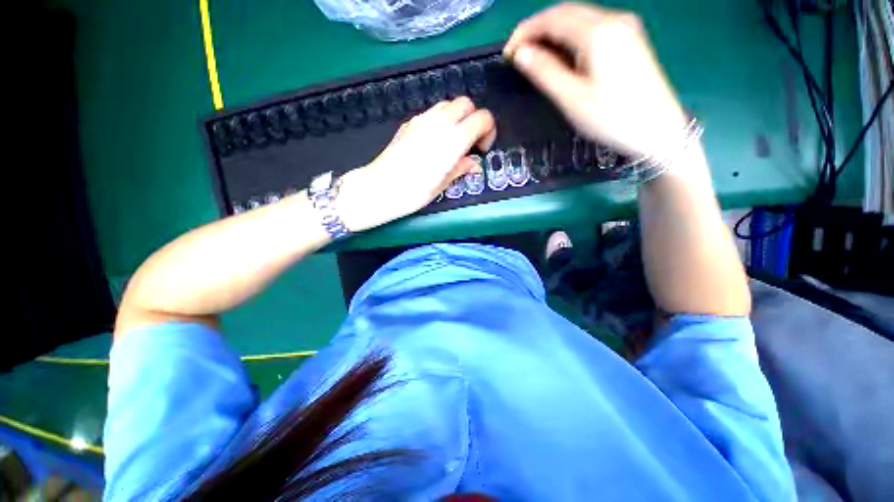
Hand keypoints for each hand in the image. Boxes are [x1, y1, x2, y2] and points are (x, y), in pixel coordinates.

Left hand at [337, 97, 495, 231]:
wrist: (379, 189)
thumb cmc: (413, 192)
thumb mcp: (442, 184)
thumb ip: (461, 168)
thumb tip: (473, 164)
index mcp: (453, 139)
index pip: (482, 118)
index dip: (488, 131)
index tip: (482, 149)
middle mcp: (439, 122)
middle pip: (466, 104)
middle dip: (474, 120)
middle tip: (470, 143)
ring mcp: (421, 120)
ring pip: (448, 104)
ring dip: (457, 118)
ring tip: (452, 141)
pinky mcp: (408, 123)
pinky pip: (431, 113)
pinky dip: (440, 121)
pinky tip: (434, 141)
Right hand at [504, 3, 689, 159]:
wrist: (657, 130)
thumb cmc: (612, 118)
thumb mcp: (572, 98)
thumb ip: (545, 72)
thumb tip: (521, 54)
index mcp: (598, 32)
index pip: (552, 18)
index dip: (525, 32)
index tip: (508, 54)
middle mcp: (613, 20)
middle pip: (566, 12)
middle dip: (537, 29)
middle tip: (518, 55)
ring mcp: (625, 27)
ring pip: (579, 18)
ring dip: (553, 33)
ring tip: (535, 58)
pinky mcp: (629, 39)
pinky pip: (592, 28)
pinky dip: (570, 37)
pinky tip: (561, 56)